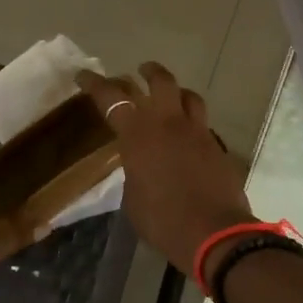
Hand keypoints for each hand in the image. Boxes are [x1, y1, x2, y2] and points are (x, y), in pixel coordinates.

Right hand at [77, 63, 256, 273]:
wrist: (214, 232)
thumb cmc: (163, 220)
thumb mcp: (133, 198)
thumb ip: (134, 172)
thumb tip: (140, 165)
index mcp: (139, 135)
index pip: (113, 99)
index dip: (96, 84)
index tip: (84, 75)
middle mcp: (170, 124)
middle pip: (161, 82)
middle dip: (148, 72)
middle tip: (140, 71)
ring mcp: (198, 132)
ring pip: (189, 96)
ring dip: (176, 91)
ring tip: (170, 96)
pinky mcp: (218, 146)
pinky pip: (202, 123)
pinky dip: (192, 121)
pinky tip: (187, 135)